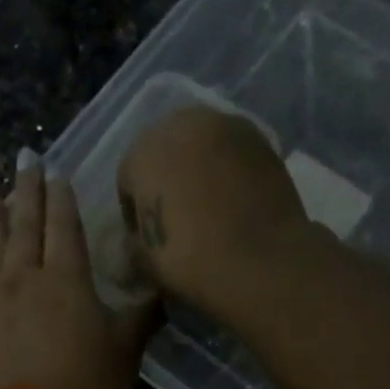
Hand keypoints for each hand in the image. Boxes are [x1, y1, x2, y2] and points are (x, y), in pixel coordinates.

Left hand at [0, 151, 154, 388]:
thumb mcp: (125, 352)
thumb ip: (141, 316)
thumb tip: (160, 290)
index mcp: (67, 278)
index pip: (64, 225)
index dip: (61, 196)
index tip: (55, 170)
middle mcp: (24, 276)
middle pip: (24, 223)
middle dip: (25, 188)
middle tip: (22, 157)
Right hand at [116, 105, 310, 311]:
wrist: (262, 262)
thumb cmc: (191, 261)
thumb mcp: (145, 260)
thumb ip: (134, 241)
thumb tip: (139, 237)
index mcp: (144, 152)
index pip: (127, 176)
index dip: (132, 208)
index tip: (143, 233)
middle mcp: (183, 125)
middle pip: (164, 148)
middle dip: (164, 175)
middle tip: (173, 212)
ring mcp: (227, 126)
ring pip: (200, 142)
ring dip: (197, 166)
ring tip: (205, 202)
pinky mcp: (262, 139)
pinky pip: (231, 150)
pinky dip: (227, 168)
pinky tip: (232, 198)